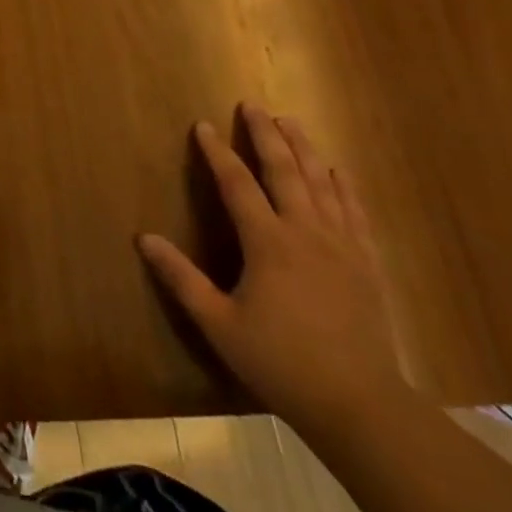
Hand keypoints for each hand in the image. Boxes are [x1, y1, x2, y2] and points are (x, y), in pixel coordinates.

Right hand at [139, 106, 405, 438]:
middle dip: (266, 134)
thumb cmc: (281, 363)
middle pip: (284, 169)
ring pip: (321, 182)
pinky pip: (354, 211)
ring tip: (290, 121)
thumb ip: (181, 278)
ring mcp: (342, 245)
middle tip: (252, 105)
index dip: (217, 152)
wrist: (361, 406)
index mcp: (268, 243)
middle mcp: (306, 231)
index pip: (237, 183)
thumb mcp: (219, 324)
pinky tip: (337, 170)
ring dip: (303, 147)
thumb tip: (143, 238)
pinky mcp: (367, 263)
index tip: (203, 125)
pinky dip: (343, 184)